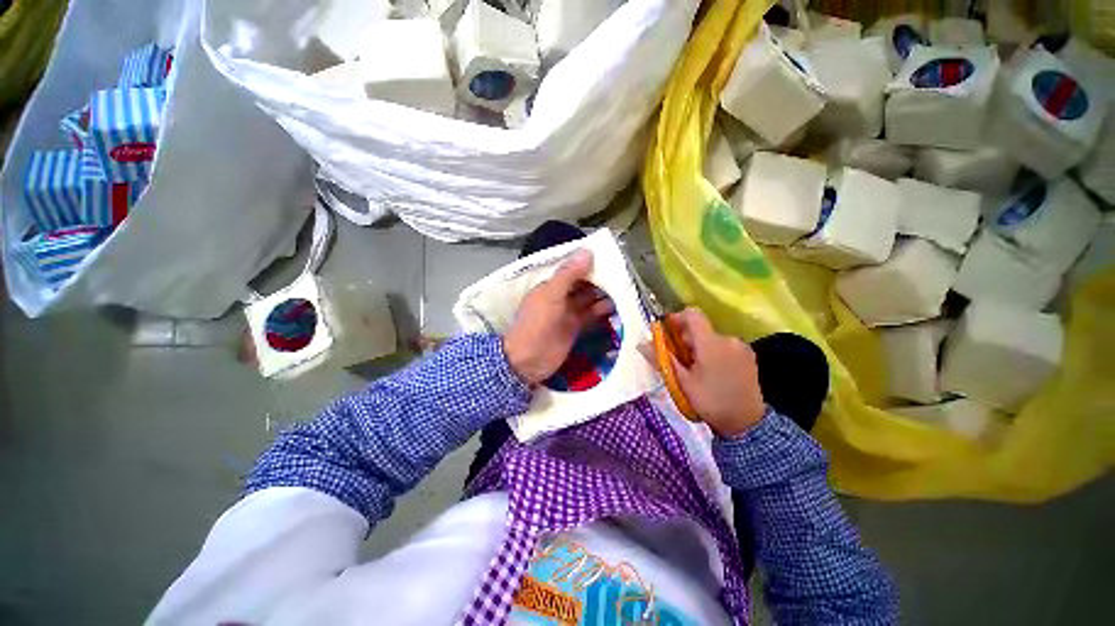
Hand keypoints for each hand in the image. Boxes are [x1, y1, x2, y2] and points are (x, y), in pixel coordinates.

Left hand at [503, 250, 614, 384]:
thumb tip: (587, 251)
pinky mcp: (575, 329)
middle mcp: (559, 297)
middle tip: (621, 274)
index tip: (608, 259)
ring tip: (623, 290)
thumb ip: (568, 274)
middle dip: (598, 279)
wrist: (529, 361)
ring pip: (588, 300)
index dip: (587, 264)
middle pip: (581, 285)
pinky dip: (601, 311)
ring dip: (602, 295)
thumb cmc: (537, 324)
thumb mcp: (551, 296)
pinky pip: (590, 316)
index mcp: (550, 286)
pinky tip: (616, 307)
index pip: (571, 270)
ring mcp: (567, 314)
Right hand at [653, 307, 765, 436]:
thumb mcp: (682, 382)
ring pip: (712, 337)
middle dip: (685, 337)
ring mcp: (741, 347)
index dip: (676, 318)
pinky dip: (713, 351)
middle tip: (677, 357)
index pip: (692, 314)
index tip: (667, 332)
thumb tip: (640, 343)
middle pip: (701, 327)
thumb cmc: (710, 401)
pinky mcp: (749, 355)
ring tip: (695, 367)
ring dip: (699, 345)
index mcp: (711, 343)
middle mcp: (728, 339)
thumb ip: (661, 359)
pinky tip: (711, 370)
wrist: (747, 424)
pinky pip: (725, 344)